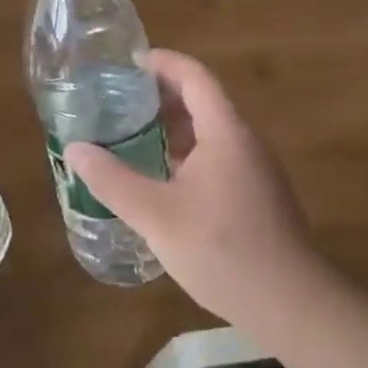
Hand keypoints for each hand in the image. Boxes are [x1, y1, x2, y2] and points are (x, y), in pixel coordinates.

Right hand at [63, 49, 334, 325]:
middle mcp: (245, 142)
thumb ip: (112, 180)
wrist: (292, 304)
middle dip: (161, 95)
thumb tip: (75, 149)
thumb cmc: (221, 249)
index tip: (128, 63)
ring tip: (132, 136)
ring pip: (211, 133)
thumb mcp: (155, 215)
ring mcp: (256, 171)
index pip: (194, 77)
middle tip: (119, 100)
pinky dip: (187, 154)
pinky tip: (162, 180)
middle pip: (203, 101)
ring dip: (173, 128)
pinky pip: (218, 158)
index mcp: (225, 133)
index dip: (162, 63)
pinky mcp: (258, 197)